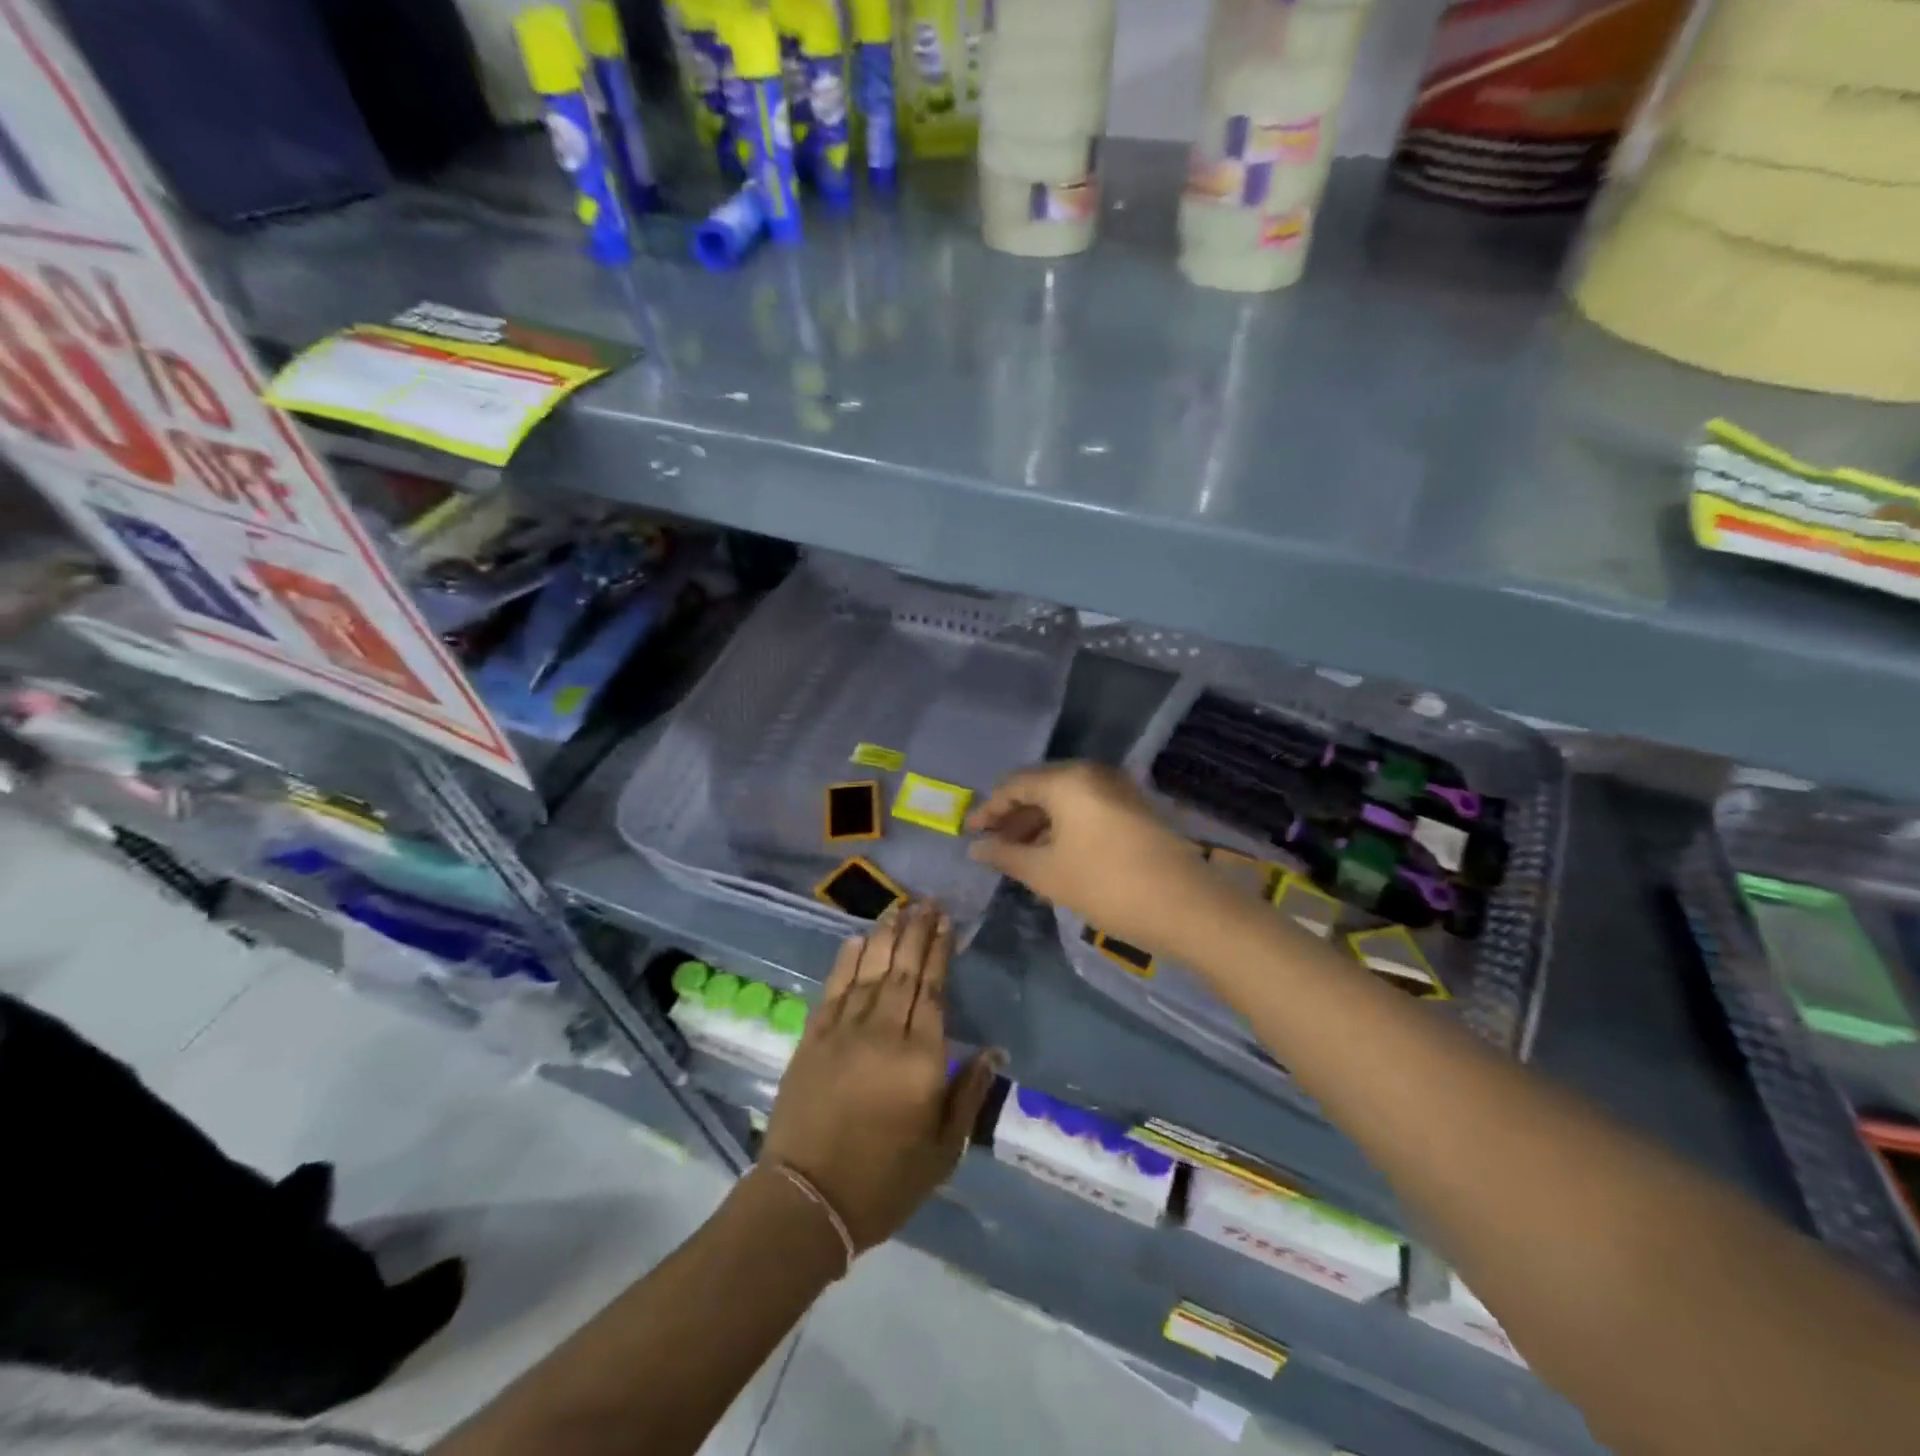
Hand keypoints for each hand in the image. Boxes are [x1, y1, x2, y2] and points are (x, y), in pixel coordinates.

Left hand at [761, 902, 1001, 1251]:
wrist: (807, 1200)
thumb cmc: (885, 1181)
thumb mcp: (943, 1150)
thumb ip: (969, 1094)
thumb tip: (994, 1051)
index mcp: (921, 1058)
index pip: (933, 990)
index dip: (940, 951)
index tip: (946, 922)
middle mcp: (883, 1032)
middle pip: (903, 970)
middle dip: (917, 932)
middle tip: (927, 902)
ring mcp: (844, 1031)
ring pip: (870, 970)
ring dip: (886, 936)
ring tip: (898, 909)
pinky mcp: (814, 1038)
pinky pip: (834, 988)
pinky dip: (847, 961)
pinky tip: (857, 939)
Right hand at [966, 761, 1228, 957]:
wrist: (1187, 907)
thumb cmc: (1106, 885)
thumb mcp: (1047, 873)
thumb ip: (1006, 855)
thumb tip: (976, 847)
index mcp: (1067, 780)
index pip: (1014, 785)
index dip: (988, 810)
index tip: (970, 834)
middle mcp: (1092, 774)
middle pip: (1040, 789)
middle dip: (1014, 818)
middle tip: (994, 847)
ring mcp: (1118, 790)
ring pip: (1065, 801)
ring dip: (1039, 826)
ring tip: (1020, 858)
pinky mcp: (1135, 810)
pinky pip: (1087, 810)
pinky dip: (1064, 829)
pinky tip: (1054, 858)